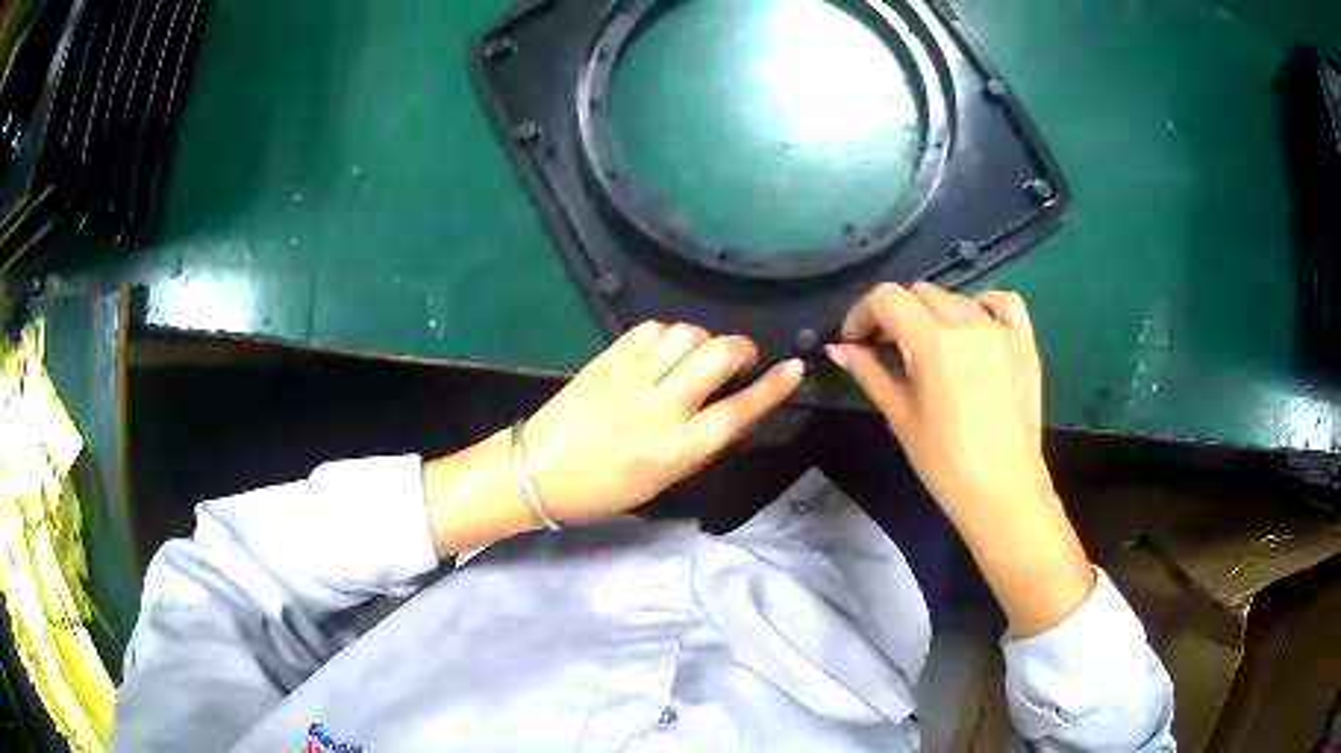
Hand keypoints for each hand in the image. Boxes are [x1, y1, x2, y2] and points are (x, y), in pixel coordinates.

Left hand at [523, 321, 804, 521]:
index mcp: (683, 447)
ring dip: (702, 339)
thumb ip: (701, 442)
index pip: (742, 408)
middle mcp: (665, 406)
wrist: (540, 472)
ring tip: (695, 354)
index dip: (774, 386)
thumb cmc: (606, 488)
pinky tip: (662, 348)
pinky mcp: (608, 358)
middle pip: (720, 354)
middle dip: (740, 349)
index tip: (793, 368)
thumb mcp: (666, 478)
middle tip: (737, 358)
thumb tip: (730, 408)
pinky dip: (666, 333)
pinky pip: (650, 328)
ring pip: (687, 333)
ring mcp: (634, 377)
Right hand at [827, 283, 1092, 635]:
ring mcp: (1000, 330)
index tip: (854, 340)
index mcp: (933, 341)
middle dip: (895, 314)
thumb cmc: (945, 463)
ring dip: (933, 314)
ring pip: (956, 298)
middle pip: (920, 293)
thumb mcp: (900, 417)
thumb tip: (840, 349)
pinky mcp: (1024, 342)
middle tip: (887, 349)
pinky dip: (983, 305)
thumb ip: (870, 373)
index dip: (862, 313)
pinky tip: (974, 327)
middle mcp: (968, 323)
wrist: (1002, 490)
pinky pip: (1003, 302)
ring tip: (930, 347)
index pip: (887, 298)